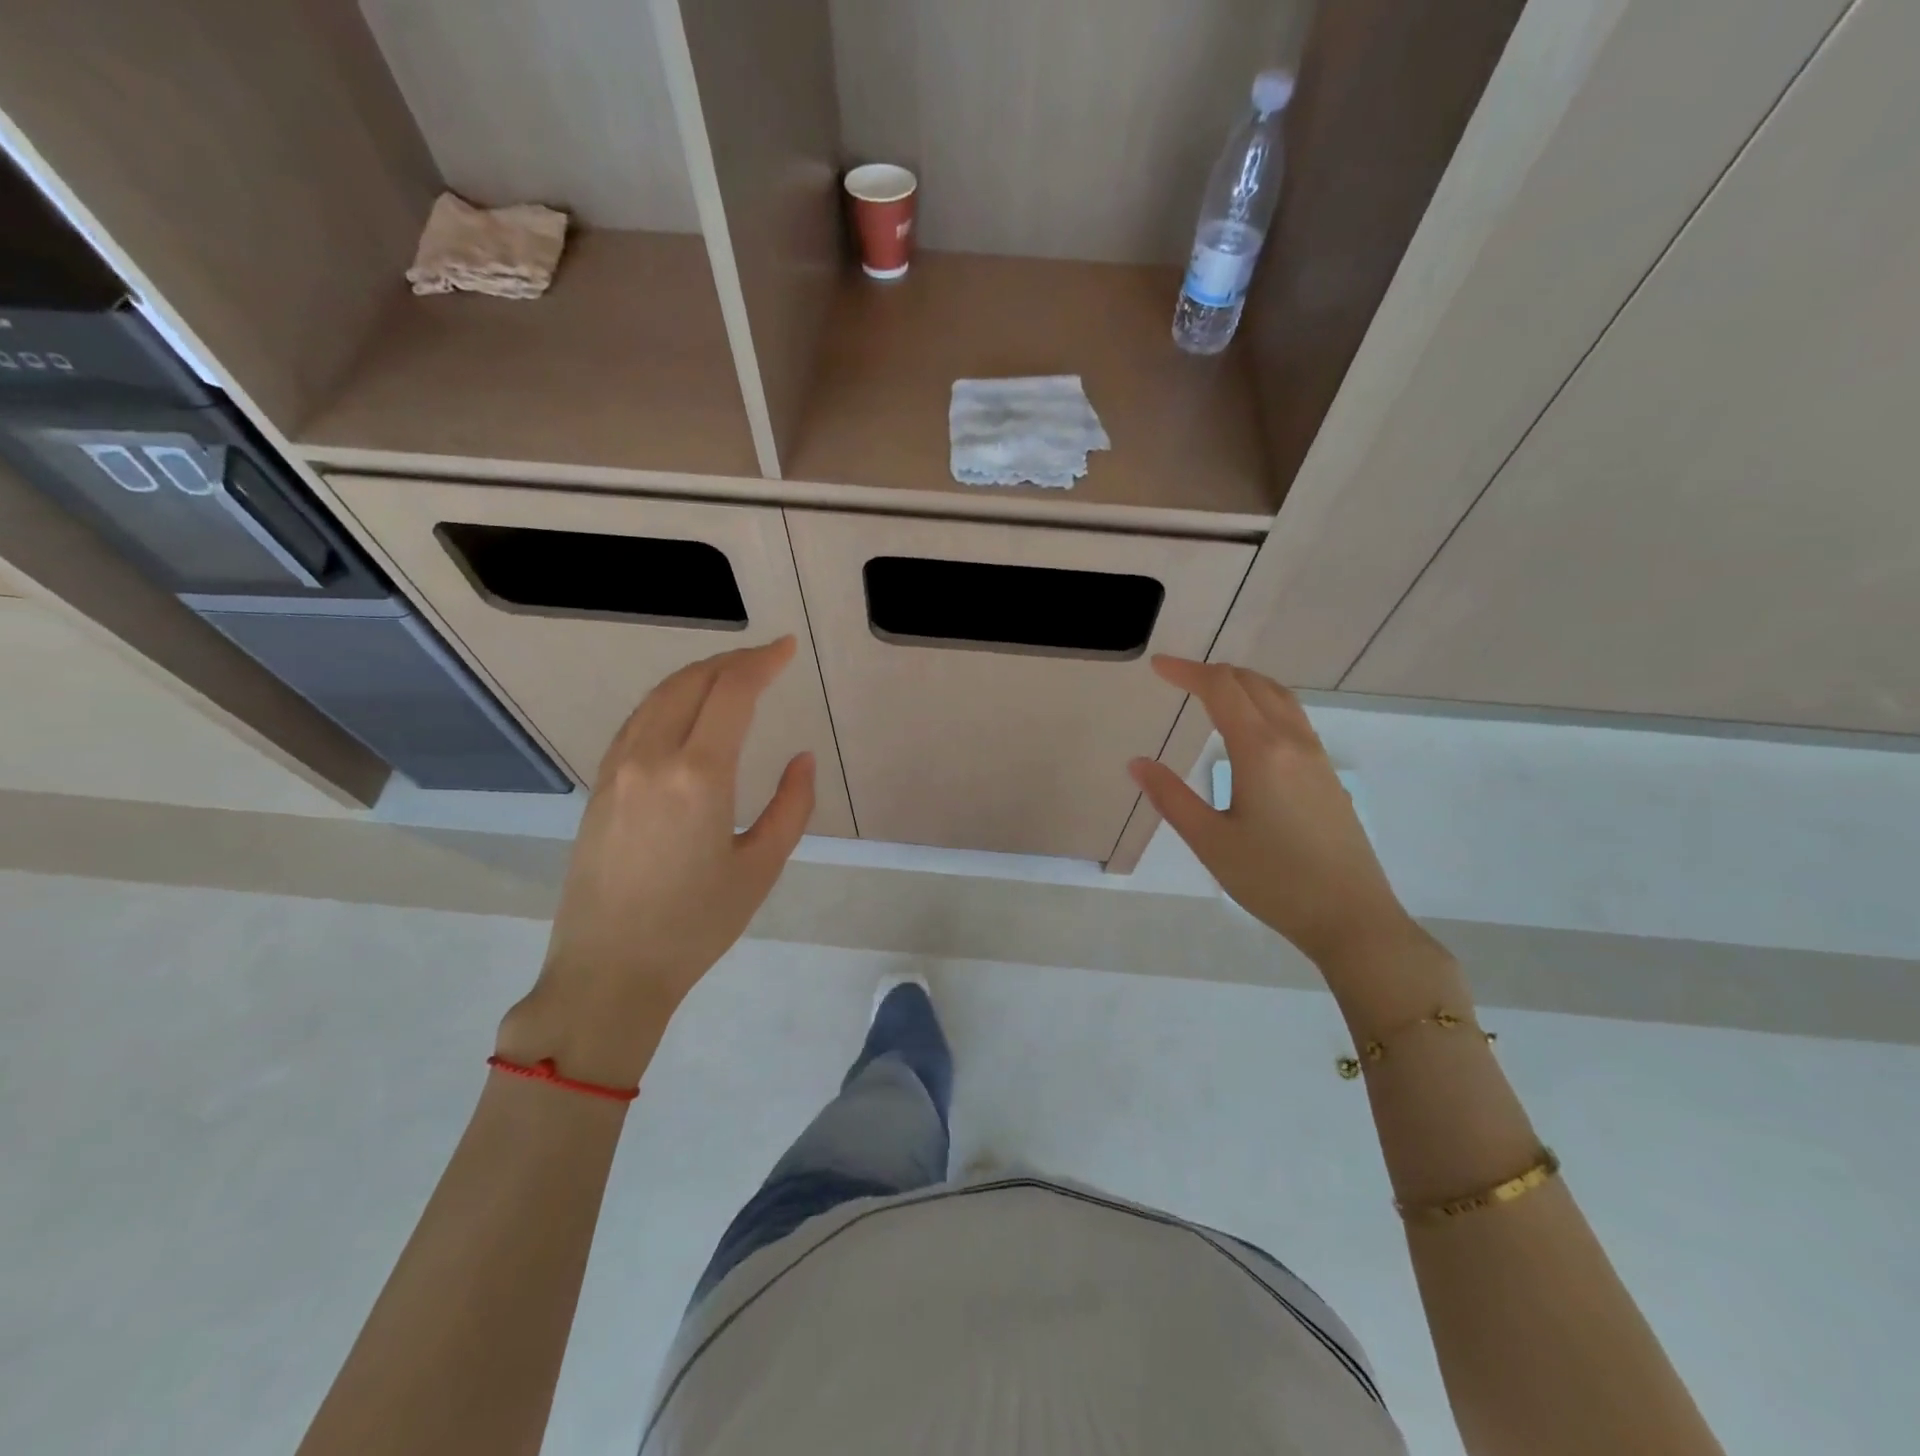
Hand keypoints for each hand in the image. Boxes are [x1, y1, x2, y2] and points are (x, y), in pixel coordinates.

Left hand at [497, 639, 815, 1086]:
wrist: (609, 971)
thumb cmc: (696, 925)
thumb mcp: (761, 867)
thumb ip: (791, 805)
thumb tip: (801, 758)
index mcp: (699, 775)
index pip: (731, 692)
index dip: (762, 662)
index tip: (787, 649)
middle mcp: (652, 757)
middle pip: (691, 682)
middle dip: (732, 661)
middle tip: (766, 658)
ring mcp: (618, 769)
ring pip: (658, 697)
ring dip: (698, 676)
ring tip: (731, 675)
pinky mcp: (600, 787)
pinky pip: (637, 722)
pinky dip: (668, 700)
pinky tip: (686, 711)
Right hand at [1128, 656, 1419, 973]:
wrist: (1351, 917)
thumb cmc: (1273, 880)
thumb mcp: (1210, 841)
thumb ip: (1171, 797)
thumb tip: (1137, 763)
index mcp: (1260, 751)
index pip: (1221, 689)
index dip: (1186, 672)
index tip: (1157, 666)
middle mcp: (1292, 742)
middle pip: (1252, 683)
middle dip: (1212, 673)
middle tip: (1177, 678)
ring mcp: (1316, 757)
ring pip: (1279, 697)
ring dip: (1242, 684)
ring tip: (1212, 693)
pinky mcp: (1327, 775)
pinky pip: (1293, 718)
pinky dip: (1264, 703)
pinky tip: (1250, 730)